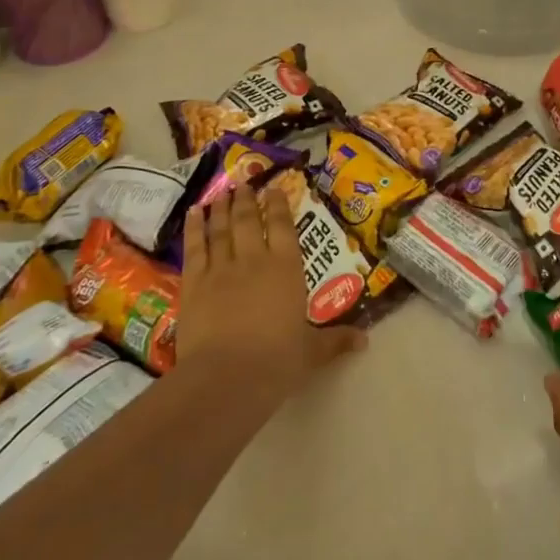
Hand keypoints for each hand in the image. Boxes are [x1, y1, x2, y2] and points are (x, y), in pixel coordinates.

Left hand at [178, 185, 363, 401]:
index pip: (284, 227)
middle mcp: (254, 259)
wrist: (227, 376)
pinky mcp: (194, 283)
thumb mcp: (311, 352)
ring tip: (222, 193)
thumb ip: (335, 340)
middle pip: (249, 221)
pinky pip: (195, 248)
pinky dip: (195, 227)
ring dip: (222, 208)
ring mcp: (221, 269)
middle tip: (244, 183)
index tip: (274, 189)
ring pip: (221, 229)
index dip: (279, 205)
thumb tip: (365, 341)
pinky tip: (194, 212)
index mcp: (287, 268)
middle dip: (247, 200)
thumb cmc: (277, 361)